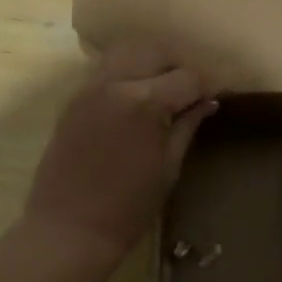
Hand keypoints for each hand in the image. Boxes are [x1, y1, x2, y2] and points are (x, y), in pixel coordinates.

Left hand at [21, 41, 216, 268]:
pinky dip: (124, 71)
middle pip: (155, 52)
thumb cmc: (127, 209)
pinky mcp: (73, 99)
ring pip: (126, 52)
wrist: (67, 230)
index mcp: (145, 102)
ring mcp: (89, 87)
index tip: (215, 96)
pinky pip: (104, 69)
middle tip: (189, 90)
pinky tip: (134, 96)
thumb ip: (187, 126)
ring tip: (162, 87)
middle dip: (177, 65)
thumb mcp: (169, 168)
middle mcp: (115, 83)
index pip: (187, 77)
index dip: (206, 85)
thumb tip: (208, 102)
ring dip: (149, 62)